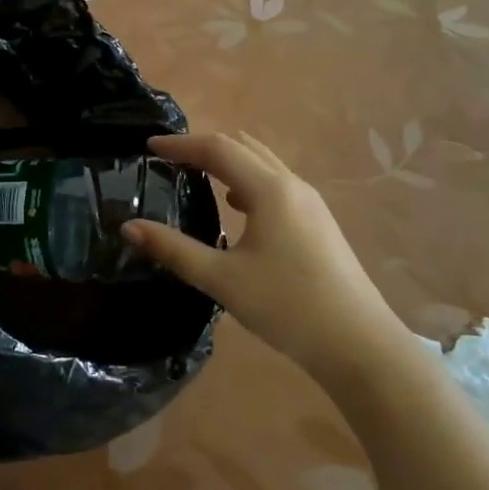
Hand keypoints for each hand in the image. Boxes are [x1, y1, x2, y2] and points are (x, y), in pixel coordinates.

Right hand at [122, 132, 405, 376]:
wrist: (360, 345)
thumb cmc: (287, 307)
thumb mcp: (222, 279)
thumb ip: (173, 249)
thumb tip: (128, 227)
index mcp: (269, 189)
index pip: (218, 148)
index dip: (181, 144)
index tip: (150, 146)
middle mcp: (292, 185)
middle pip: (242, 147)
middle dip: (204, 147)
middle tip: (170, 159)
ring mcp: (311, 203)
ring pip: (263, 164)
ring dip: (228, 162)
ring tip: (197, 176)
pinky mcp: (319, 222)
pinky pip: (276, 184)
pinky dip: (248, 180)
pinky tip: (237, 208)